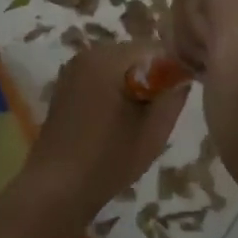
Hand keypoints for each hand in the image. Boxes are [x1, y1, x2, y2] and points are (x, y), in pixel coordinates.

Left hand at [13, 41, 188, 234]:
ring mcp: (73, 69)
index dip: (172, 70)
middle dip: (151, 77)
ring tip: (136, 121)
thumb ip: (173, 97)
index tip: (176, 98)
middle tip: (156, 114)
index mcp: (109, 58)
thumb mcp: (153, 131)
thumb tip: (181, 76)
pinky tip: (114, 122)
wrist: (55, 188)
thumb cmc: (108, 160)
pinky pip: (101, 77)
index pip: (155, 48)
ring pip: (118, 66)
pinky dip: (113, 91)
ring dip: (133, 85)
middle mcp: (89, 54)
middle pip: (135, 54)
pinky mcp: (66, 85)